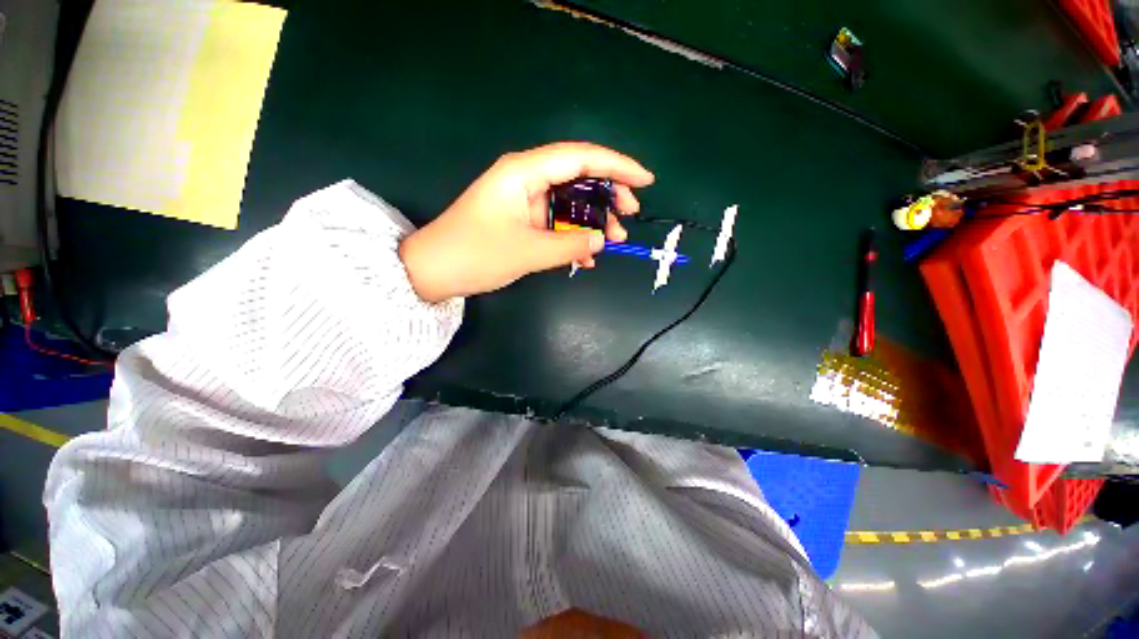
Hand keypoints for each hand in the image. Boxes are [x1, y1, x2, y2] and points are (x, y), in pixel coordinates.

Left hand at [399, 142, 653, 302]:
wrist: (434, 271)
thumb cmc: (475, 255)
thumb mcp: (527, 252)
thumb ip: (569, 244)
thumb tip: (601, 240)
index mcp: (524, 172)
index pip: (580, 158)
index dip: (617, 166)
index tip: (646, 179)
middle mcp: (526, 179)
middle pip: (578, 177)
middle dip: (608, 196)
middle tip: (628, 217)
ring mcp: (524, 200)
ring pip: (569, 203)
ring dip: (592, 222)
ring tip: (613, 242)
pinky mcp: (522, 219)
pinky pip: (556, 222)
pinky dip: (572, 236)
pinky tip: (585, 256)